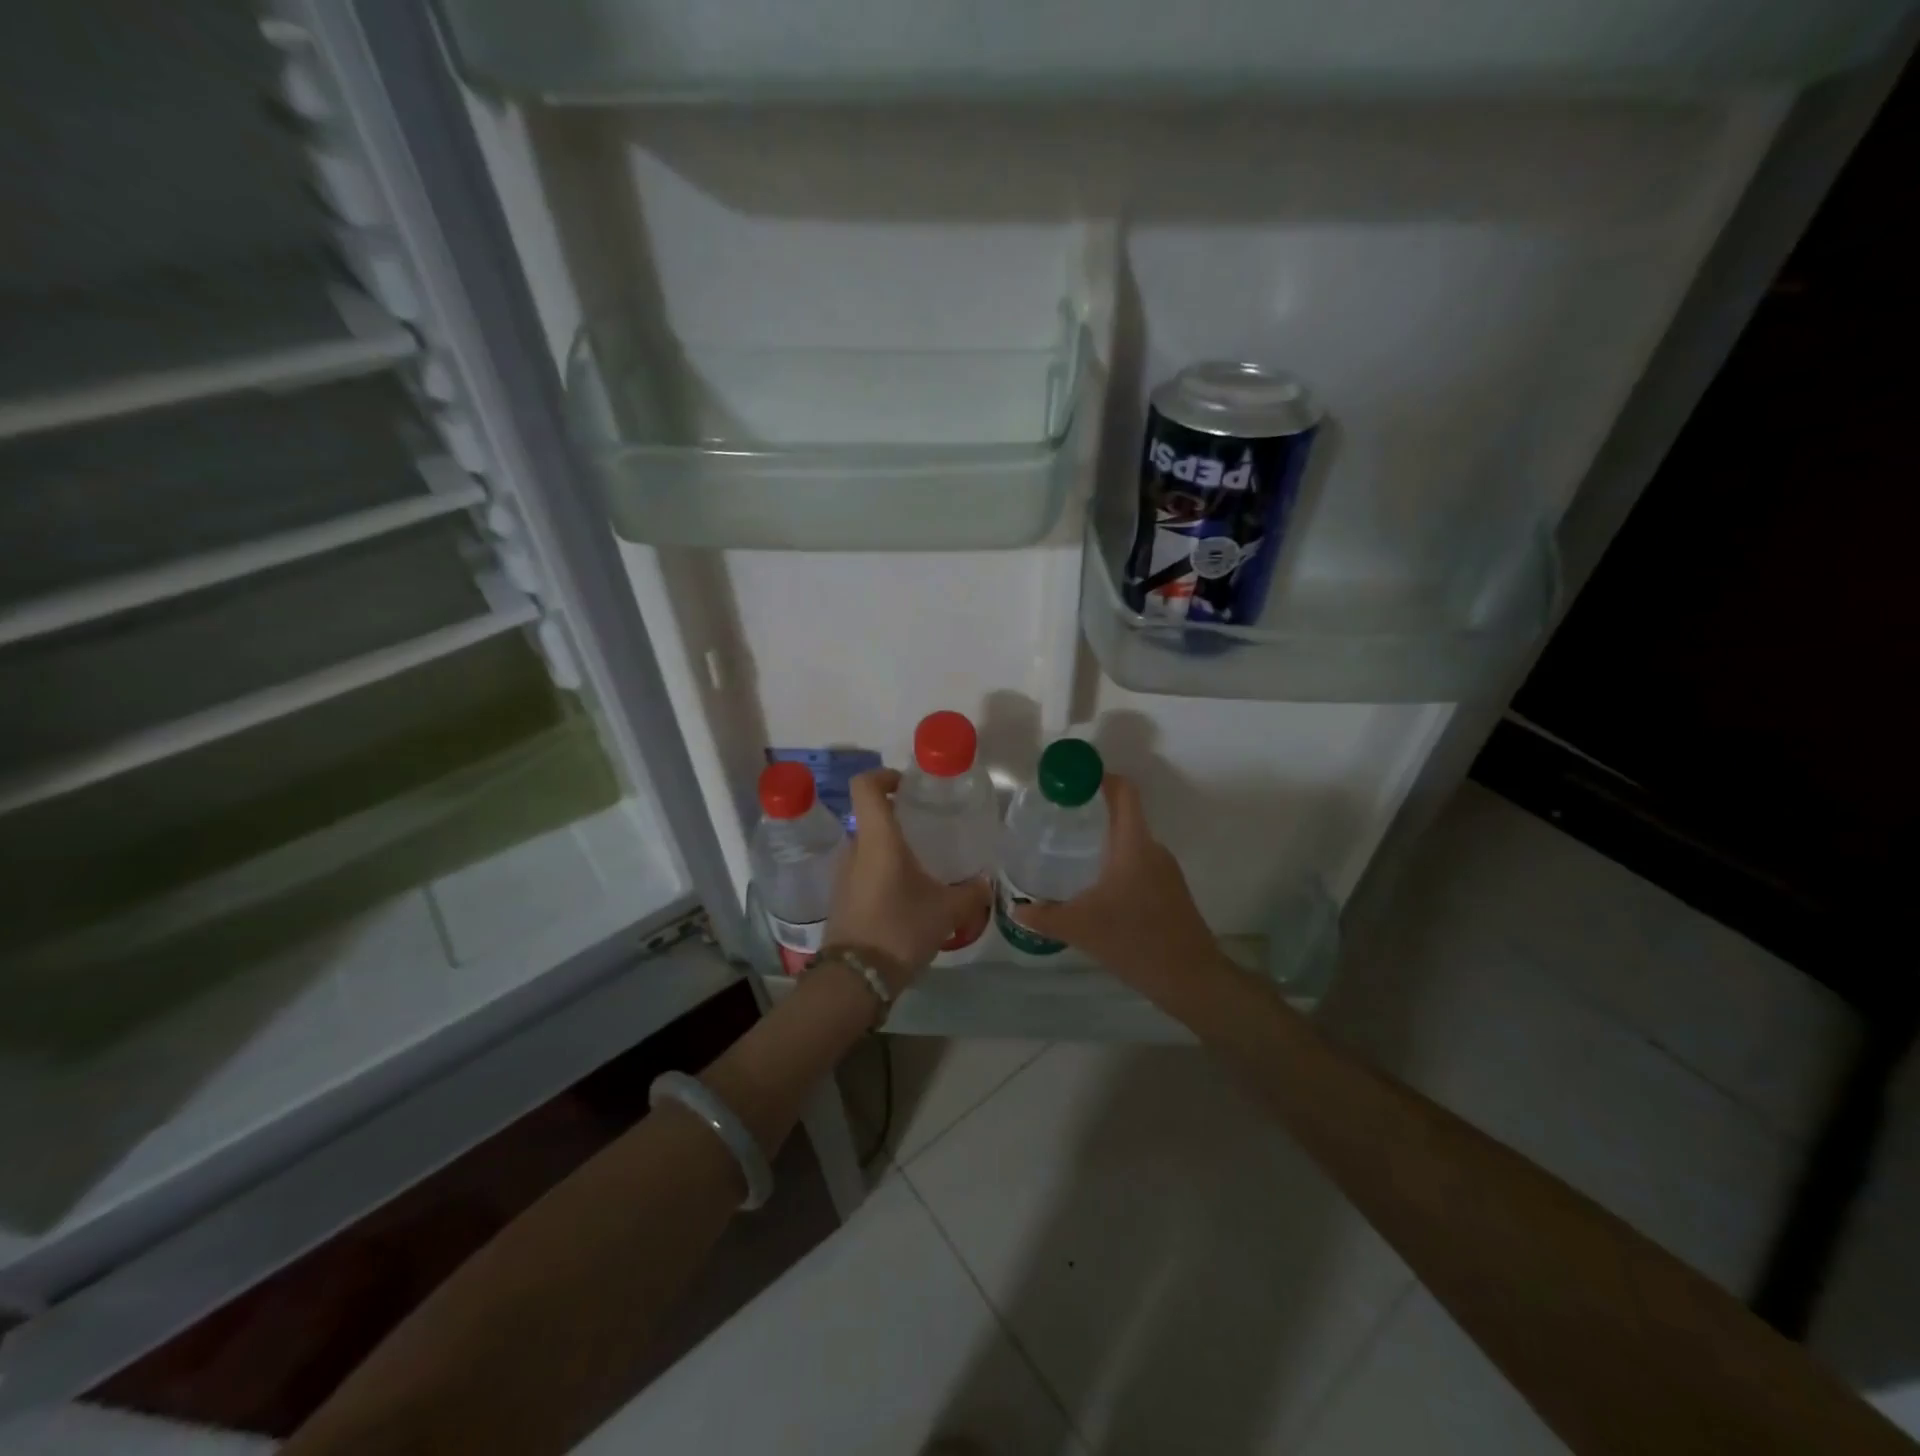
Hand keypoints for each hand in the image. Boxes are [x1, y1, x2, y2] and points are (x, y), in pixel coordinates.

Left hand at [825, 769, 993, 990]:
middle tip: (930, 830)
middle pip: (871, 817)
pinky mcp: (841, 897)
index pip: (865, 786)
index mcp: (877, 839)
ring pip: (868, 846)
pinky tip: (907, 894)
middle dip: (898, 818)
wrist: (855, 979)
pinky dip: (883, 872)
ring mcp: (842, 874)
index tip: (910, 786)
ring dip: (891, 849)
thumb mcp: (947, 911)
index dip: (885, 776)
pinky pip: (863, 870)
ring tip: (923, 865)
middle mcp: (854, 848)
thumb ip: (971, 893)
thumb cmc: (900, 929)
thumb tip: (986, 882)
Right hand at [1012, 774, 1228, 1003]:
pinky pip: (1139, 864)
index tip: (1069, 782)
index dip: (1099, 777)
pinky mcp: (1169, 891)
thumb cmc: (1136, 941)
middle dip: (1091, 812)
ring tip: (1069, 853)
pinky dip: (1115, 864)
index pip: (1124, 791)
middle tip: (1056, 821)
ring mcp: (1165, 871)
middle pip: (1124, 815)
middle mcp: (1153, 849)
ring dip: (1103, 841)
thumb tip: (1015, 909)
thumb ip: (1045, 916)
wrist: (1192, 979)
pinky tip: (1095, 888)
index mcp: (1134, 845)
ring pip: (1130, 843)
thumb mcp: (1081, 928)